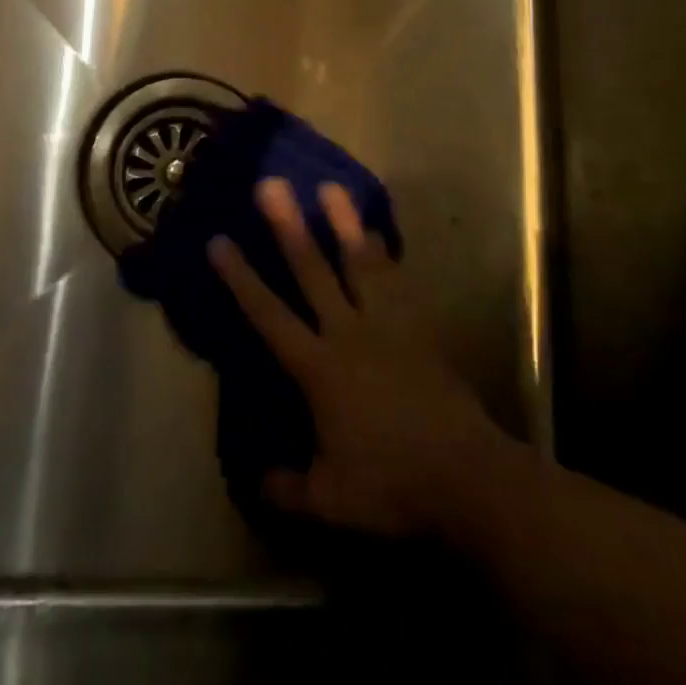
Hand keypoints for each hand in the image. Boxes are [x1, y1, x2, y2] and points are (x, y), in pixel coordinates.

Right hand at [208, 178, 504, 535]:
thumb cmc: (392, 485)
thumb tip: (259, 480)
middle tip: (271, 184)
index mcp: (319, 368)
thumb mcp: (331, 500)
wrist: (467, 476)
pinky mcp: (419, 327)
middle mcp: (348, 332)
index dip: (241, 278)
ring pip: (359, 263)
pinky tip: (375, 232)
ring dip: (343, 223)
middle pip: (313, 271)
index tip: (218, 240)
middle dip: (288, 226)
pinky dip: (384, 254)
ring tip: (330, 185)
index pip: (269, 315)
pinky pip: (397, 281)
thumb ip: (290, 487)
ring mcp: (387, 324)